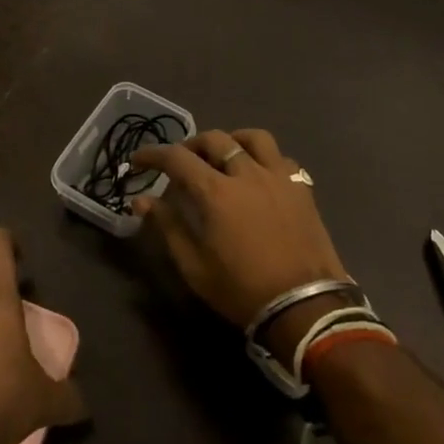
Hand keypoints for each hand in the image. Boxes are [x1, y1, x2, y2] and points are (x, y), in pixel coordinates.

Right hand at [131, 128, 349, 338]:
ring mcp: (279, 178)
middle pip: (215, 139)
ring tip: (224, 155)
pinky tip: (259, 175)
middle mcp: (247, 174)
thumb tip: (141, 200)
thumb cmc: (242, 289)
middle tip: (181, 162)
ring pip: (254, 138)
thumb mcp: (194, 266)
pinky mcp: (302, 188)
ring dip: (233, 140)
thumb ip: (168, 226)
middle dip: (191, 145)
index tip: (138, 161)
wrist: (305, 306)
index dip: (153, 155)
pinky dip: (265, 159)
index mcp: (216, 192)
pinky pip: (281, 158)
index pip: (176, 158)